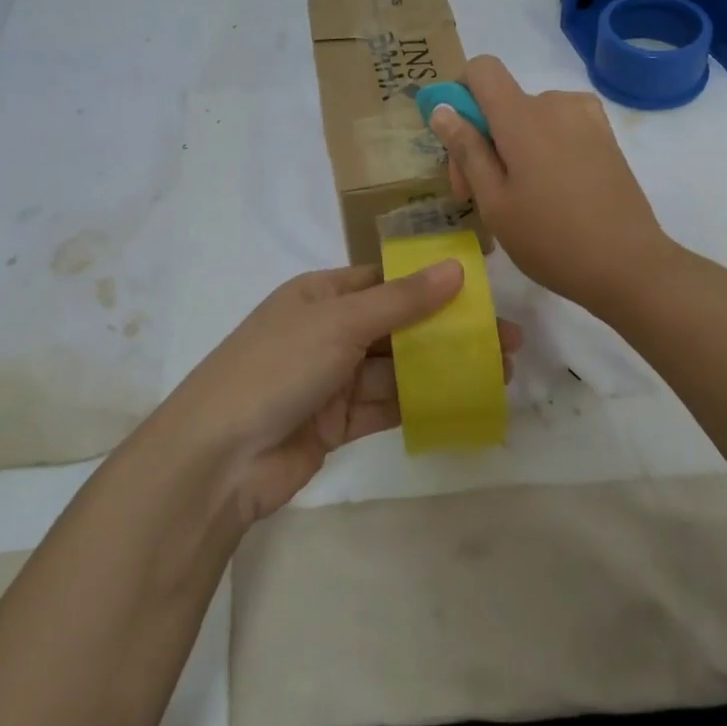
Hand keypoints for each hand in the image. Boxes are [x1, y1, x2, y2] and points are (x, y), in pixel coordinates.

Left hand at [164, 263, 520, 524]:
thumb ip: (401, 300)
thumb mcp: (340, 322)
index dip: (433, 282)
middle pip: (399, 325)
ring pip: (399, 367)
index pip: (386, 280)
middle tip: (508, 337)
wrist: (218, 458)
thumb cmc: (277, 367)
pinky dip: (423, 401)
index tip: (482, 289)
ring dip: (444, 367)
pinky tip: (465, 400)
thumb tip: (456, 267)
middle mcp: (328, 331)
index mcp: (321, 294)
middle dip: (449, 330)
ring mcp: (333, 379)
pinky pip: (388, 405)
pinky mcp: (338, 423)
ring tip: (501, 370)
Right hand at [430, 54, 674, 315]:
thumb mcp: (494, 201)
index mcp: (522, 116)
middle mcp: (555, 103)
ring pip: (530, 117)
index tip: (458, 139)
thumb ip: (467, 150)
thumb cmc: (550, 238)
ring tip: (516, 197)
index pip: (482, 69)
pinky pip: (558, 127)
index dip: (461, 93)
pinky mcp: (605, 136)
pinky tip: (549, 191)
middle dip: (482, 138)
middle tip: (475, 194)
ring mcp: (586, 118)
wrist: (629, 265)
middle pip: (503, 101)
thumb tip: (442, 109)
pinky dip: (543, 147)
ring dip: (513, 146)